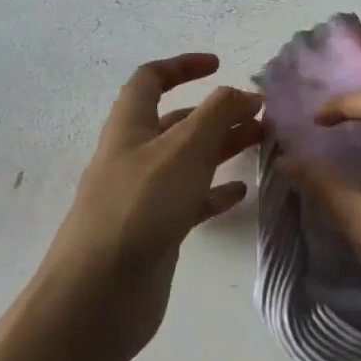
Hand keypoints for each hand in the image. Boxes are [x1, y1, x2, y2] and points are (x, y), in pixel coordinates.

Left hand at [43, 54, 260, 355]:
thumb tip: (240, 92)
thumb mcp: (185, 148)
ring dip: (222, 147)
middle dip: (218, 112)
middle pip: (177, 121)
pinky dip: (214, 190)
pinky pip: (189, 199)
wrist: (99, 294)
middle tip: (260, 115)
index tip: (220, 66)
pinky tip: (240, 191)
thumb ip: (217, 114)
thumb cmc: (141, 206)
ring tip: (261, 144)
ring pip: (187, 160)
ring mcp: (142, 195)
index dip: (183, 66)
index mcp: (130, 125)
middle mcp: (133, 155)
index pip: (151, 79)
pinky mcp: (154, 230)